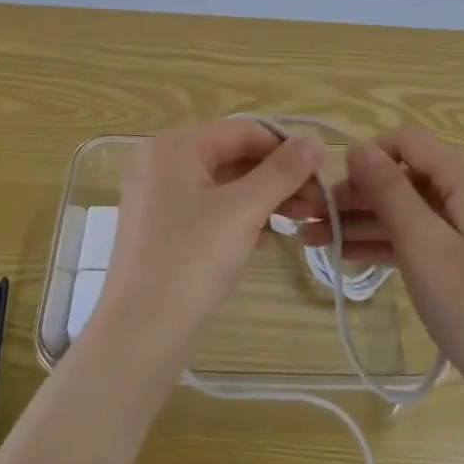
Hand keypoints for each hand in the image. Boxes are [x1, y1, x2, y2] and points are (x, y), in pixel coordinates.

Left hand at [92, 119, 324, 381]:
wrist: (140, 333)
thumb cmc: (192, 260)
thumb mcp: (243, 210)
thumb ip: (281, 172)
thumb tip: (314, 141)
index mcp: (174, 146)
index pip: (243, 131)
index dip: (286, 149)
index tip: (323, 174)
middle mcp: (160, 162)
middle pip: (233, 156)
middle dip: (278, 178)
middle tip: (318, 204)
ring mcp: (157, 197)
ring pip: (223, 185)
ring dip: (264, 199)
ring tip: (301, 221)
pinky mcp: (160, 228)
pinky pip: (208, 209)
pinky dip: (239, 217)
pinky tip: (267, 239)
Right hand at [301, 129, 463, 407]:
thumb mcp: (421, 243)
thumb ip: (389, 191)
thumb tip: (358, 148)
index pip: (411, 143)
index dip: (369, 155)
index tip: (332, 183)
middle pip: (408, 178)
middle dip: (360, 194)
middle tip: (314, 217)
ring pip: (411, 210)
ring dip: (366, 221)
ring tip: (316, 238)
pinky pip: (423, 235)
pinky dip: (389, 241)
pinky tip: (347, 253)